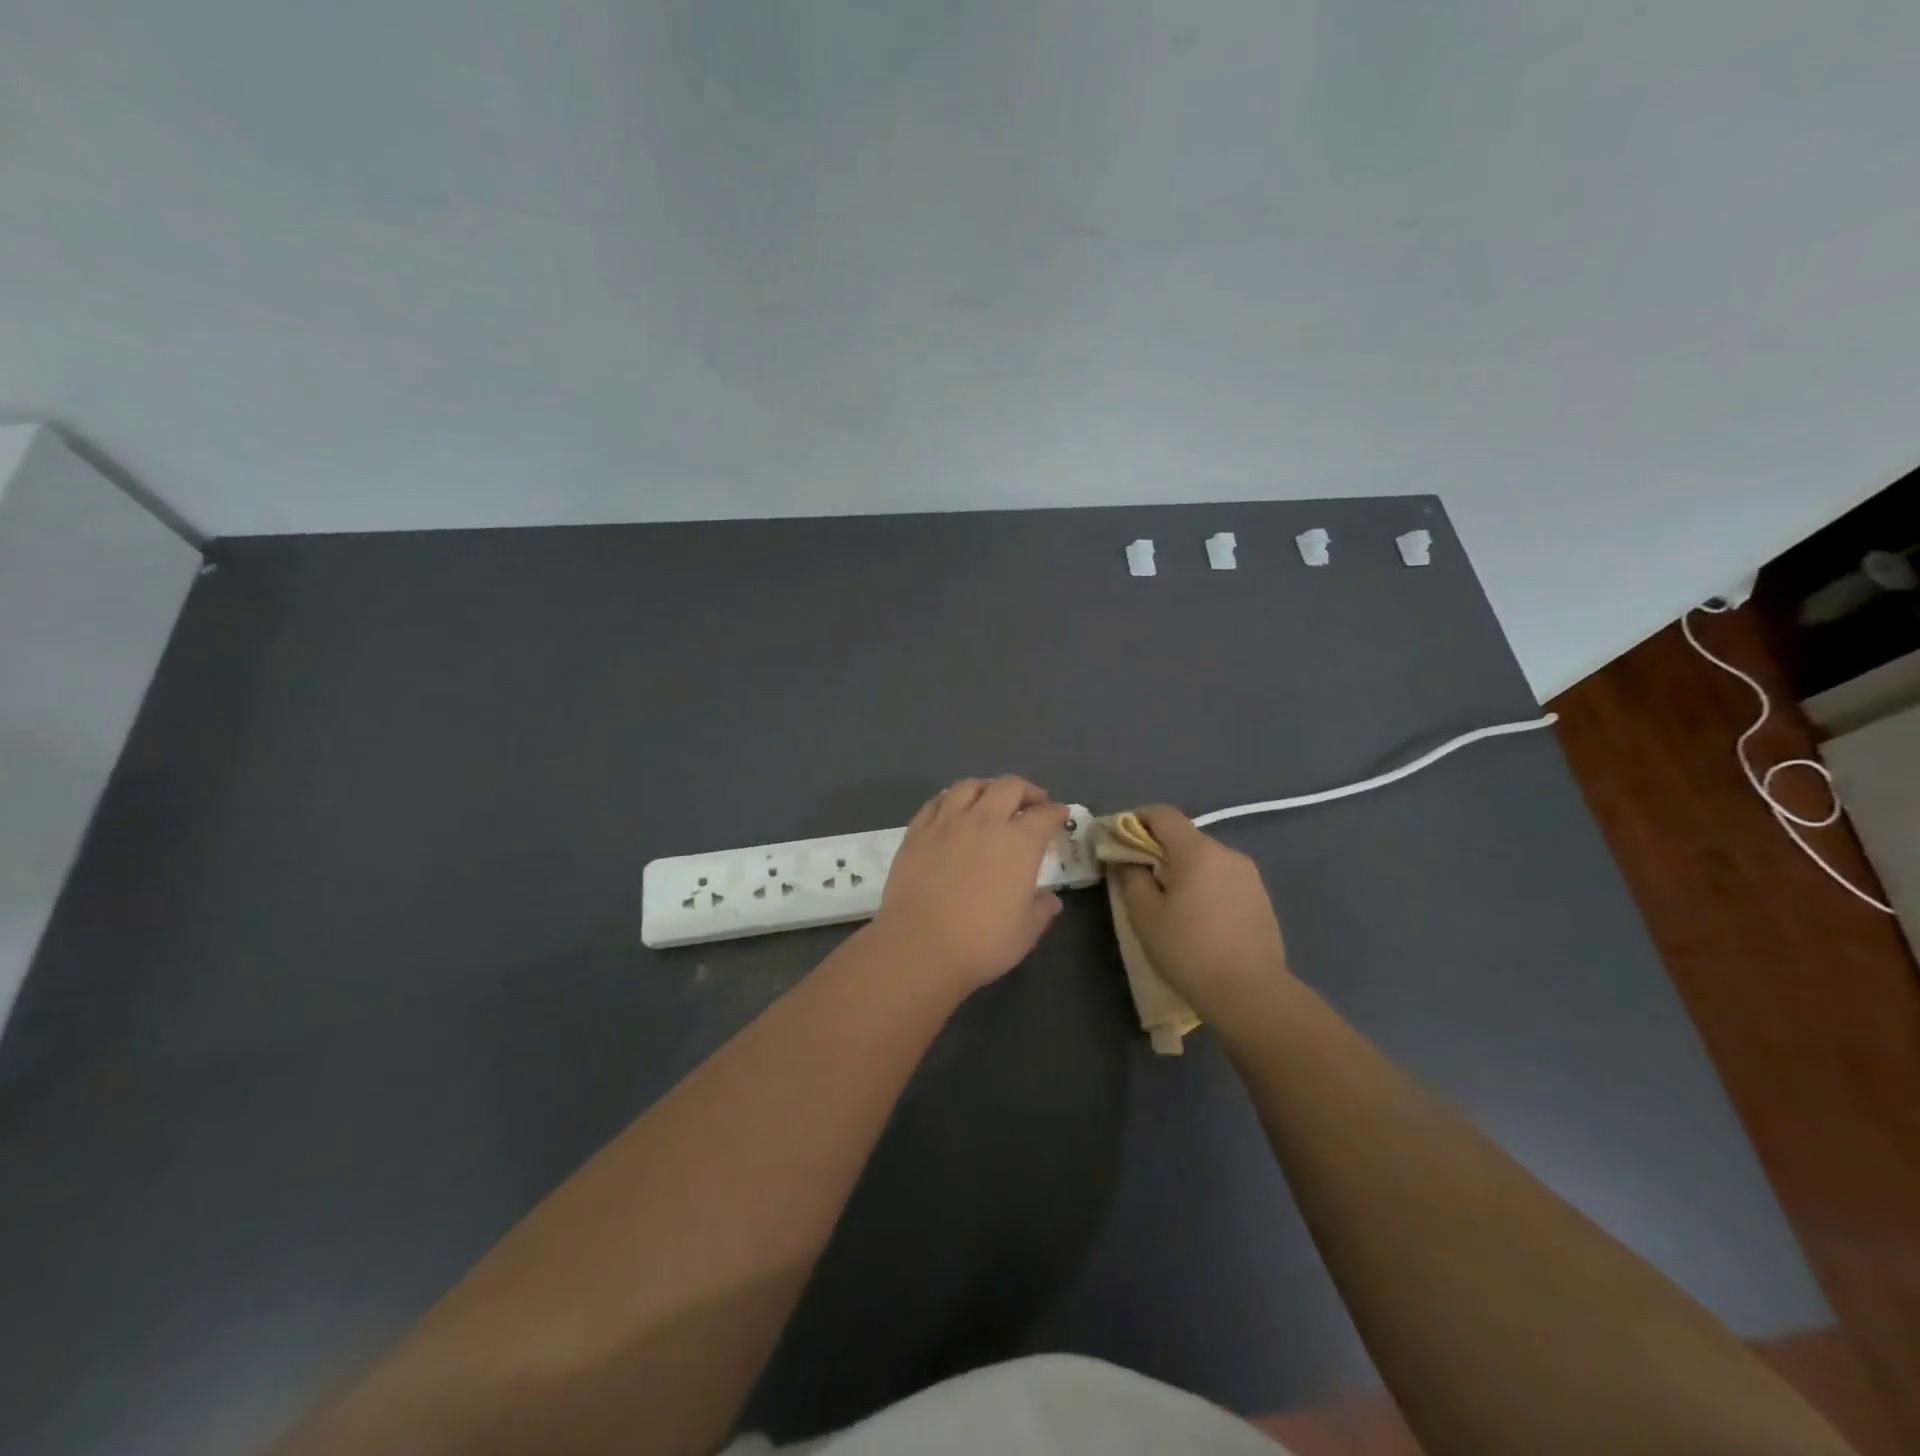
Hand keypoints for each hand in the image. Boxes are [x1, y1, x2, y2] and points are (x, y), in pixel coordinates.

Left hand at [874, 776, 1070, 991]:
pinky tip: (952, 809)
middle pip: (1009, 786)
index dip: (1057, 813)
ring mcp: (947, 822)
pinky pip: (936, 801)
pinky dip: (951, 799)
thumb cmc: (981, 942)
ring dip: (987, 788)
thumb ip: (1041, 909)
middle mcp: (985, 821)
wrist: (919, 946)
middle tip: (1032, 804)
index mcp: (1019, 842)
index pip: (1045, 815)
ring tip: (991, 799)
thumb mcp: (1025, 932)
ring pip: (970, 786)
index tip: (1060, 816)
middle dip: (1027, 791)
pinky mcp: (917, 831)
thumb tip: (1050, 899)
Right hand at [1111, 805, 1291, 1021]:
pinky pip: (1223, 879)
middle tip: (1139, 880)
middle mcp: (1227, 853)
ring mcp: (1249, 876)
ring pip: (1205, 859)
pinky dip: (1205, 887)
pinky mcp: (1261, 898)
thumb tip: (1126, 859)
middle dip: (1158, 850)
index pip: (1163, 814)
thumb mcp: (1144, 915)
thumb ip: (1130, 877)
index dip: (1136, 820)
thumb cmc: (1189, 950)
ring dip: (1183, 870)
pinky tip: (1199, 919)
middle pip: (1184, 837)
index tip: (1119, 842)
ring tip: (1170, 904)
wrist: (1251, 994)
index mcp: (1197, 851)